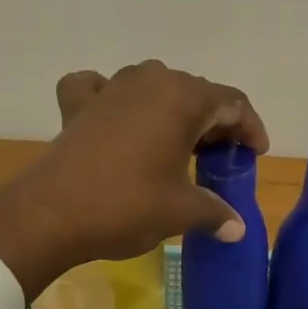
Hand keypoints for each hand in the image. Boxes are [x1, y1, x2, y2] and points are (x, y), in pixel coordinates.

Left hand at [0, 61, 268, 299]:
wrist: (51, 214)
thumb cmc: (127, 205)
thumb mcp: (181, 211)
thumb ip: (216, 212)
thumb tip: (237, 228)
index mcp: (182, 98)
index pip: (232, 102)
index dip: (250, 128)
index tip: (256, 153)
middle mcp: (149, 80)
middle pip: (195, 93)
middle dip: (214, 122)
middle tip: (221, 157)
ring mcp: (110, 87)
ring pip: (153, 88)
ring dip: (172, 111)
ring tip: (180, 144)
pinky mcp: (78, 104)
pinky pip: (101, 89)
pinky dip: (114, 100)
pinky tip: (115, 116)